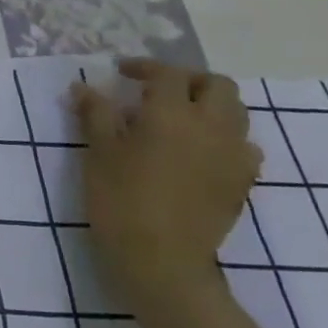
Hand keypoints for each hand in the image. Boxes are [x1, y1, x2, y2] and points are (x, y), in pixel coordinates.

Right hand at [72, 59, 261, 312]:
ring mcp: (234, 156)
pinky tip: (200, 152)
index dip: (144, 67)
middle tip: (157, 91)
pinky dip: (225, 138)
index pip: (167, 74)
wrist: (161, 260)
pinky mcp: (242, 183)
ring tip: (179, 119)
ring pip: (236, 113)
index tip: (121, 73)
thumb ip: (95, 114)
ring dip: (210, 106)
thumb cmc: (120, 198)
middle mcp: (212, 126)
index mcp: (173, 113)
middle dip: (188, 81)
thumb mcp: (98, 152)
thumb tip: (83, 87)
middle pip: (216, 86)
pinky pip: (244, 147)